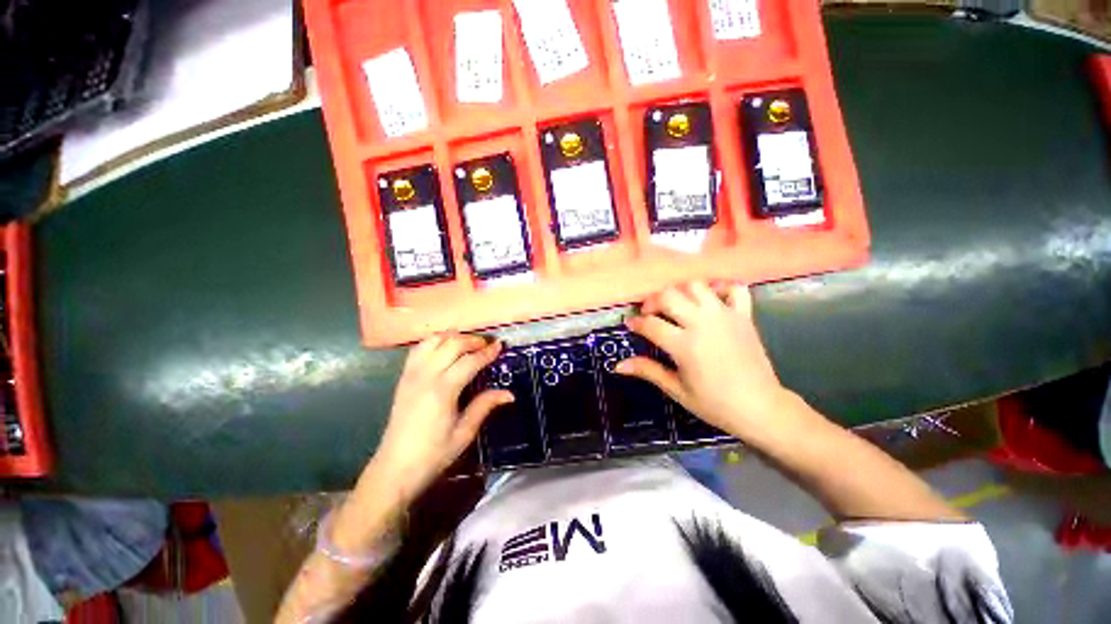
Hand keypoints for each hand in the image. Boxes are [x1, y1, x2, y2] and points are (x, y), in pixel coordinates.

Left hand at [371, 334, 511, 500]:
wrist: (394, 469)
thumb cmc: (433, 455)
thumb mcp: (464, 433)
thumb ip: (485, 406)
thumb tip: (509, 394)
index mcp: (443, 391)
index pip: (469, 361)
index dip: (487, 352)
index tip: (500, 346)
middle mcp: (426, 376)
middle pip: (451, 344)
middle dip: (472, 340)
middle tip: (487, 345)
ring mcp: (411, 375)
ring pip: (433, 341)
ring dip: (453, 337)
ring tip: (468, 343)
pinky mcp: (403, 378)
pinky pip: (419, 349)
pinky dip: (434, 342)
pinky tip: (445, 348)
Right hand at [617, 282, 800, 439]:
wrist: (761, 407)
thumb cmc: (715, 403)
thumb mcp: (677, 389)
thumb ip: (648, 371)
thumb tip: (618, 366)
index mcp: (684, 345)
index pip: (651, 324)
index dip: (636, 323)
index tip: (631, 325)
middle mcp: (702, 323)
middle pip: (669, 296)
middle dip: (653, 301)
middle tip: (650, 313)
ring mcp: (725, 316)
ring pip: (695, 286)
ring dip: (680, 291)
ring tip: (676, 306)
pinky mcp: (744, 315)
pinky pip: (733, 288)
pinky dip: (720, 288)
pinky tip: (710, 300)